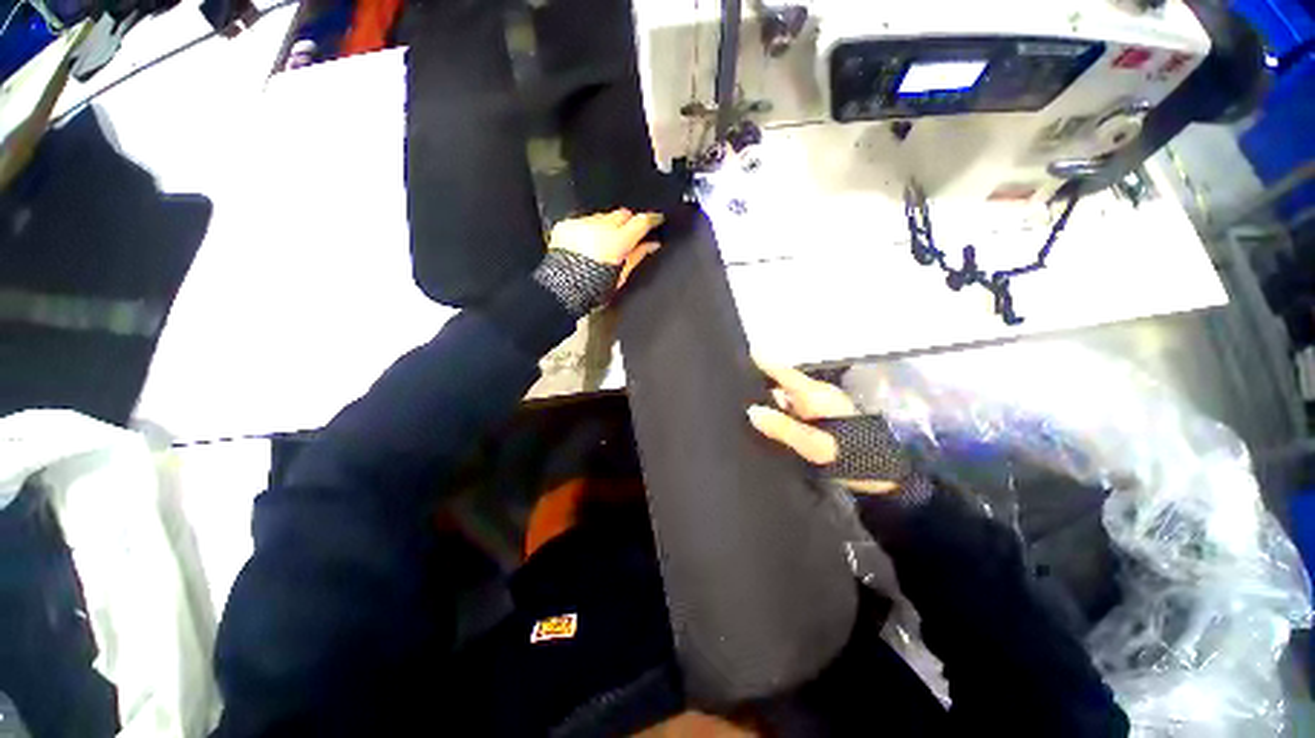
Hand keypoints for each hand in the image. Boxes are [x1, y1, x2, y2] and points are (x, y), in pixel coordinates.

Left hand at [548, 209, 663, 288]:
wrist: (559, 289)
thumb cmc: (593, 289)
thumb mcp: (621, 276)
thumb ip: (638, 256)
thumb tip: (652, 244)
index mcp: (617, 241)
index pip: (641, 221)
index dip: (651, 219)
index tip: (657, 219)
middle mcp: (600, 227)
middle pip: (622, 214)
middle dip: (627, 223)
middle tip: (628, 237)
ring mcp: (582, 223)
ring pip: (603, 216)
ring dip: (607, 226)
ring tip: (603, 244)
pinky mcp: (567, 224)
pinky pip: (584, 221)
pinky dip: (589, 229)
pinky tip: (586, 245)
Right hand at [748, 359, 897, 494]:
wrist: (887, 477)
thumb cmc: (854, 457)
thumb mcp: (816, 447)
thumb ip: (784, 429)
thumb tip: (752, 411)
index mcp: (814, 395)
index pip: (782, 371)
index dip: (761, 361)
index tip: (739, 352)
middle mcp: (814, 395)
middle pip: (779, 383)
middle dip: (756, 383)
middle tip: (730, 389)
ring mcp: (817, 407)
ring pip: (783, 398)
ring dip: (765, 401)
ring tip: (738, 407)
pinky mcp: (817, 419)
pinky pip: (789, 410)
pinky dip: (775, 414)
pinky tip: (763, 425)